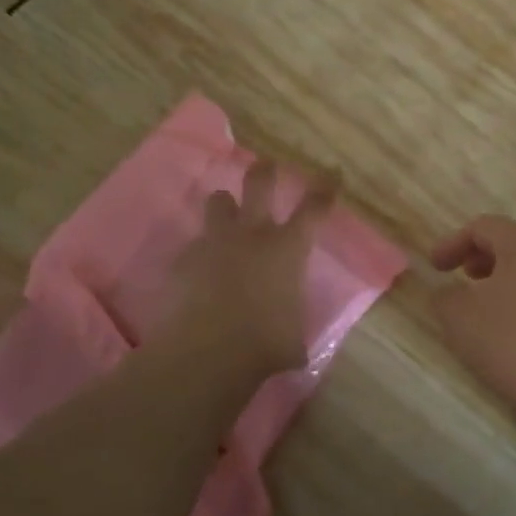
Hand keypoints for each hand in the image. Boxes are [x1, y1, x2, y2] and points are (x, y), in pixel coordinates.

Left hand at [165, 160, 333, 379]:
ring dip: (224, 205)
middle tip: (266, 164)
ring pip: (218, 202)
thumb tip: (291, 345)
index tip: (331, 174)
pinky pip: (194, 244)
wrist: (207, 351)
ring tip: (226, 212)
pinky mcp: (185, 258)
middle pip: (259, 184)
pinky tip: (199, 272)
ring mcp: (215, 241)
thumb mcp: (293, 339)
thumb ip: (291, 328)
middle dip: (265, 170)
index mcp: (288, 249)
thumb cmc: (264, 344)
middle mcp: (253, 234)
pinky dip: (200, 253)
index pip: (314, 209)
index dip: (325, 188)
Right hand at [429, 216, 515, 431]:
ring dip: (509, 281)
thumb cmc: (513, 341)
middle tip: (464, 276)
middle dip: (484, 258)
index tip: (433, 267)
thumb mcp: (459, 317)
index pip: (483, 227)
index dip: (453, 243)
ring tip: (489, 306)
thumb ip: (445, 296)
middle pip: (515, 244)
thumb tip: (450, 292)